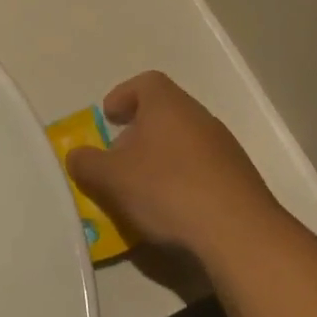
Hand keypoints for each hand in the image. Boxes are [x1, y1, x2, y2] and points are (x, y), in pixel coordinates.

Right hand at [66, 72, 287, 257]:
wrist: (238, 232)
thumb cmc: (167, 190)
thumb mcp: (111, 178)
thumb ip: (87, 163)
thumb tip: (77, 156)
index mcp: (168, 105)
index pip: (146, 83)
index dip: (123, 95)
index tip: (109, 117)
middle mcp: (199, 117)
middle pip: (164, 113)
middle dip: (138, 133)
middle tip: (119, 159)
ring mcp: (224, 148)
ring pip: (183, 142)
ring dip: (160, 158)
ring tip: (142, 189)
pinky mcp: (239, 178)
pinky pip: (201, 168)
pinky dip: (182, 180)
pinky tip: (172, 209)